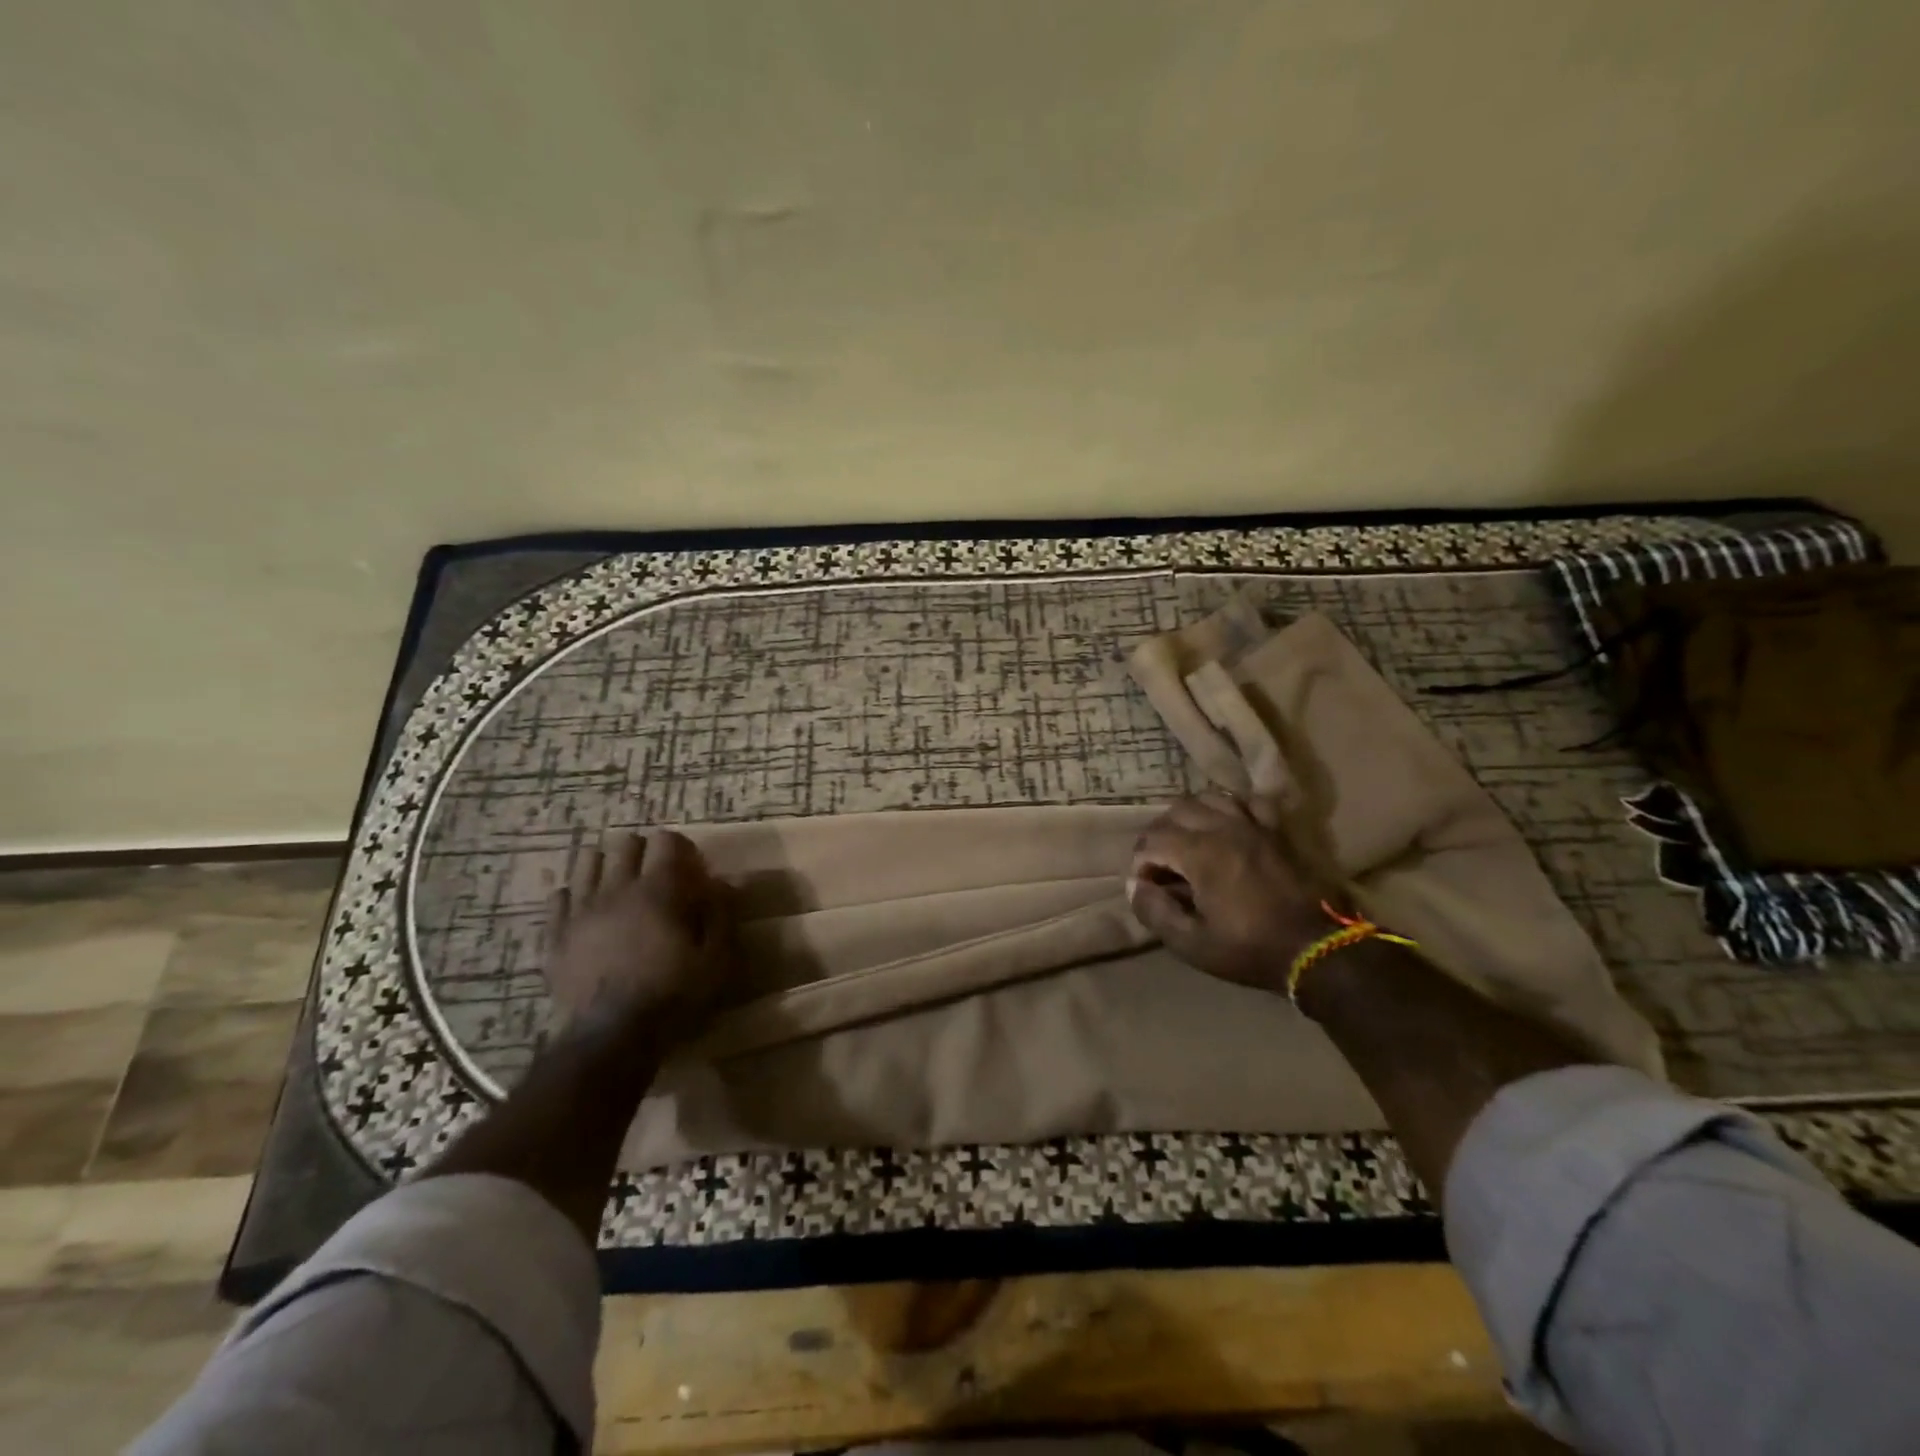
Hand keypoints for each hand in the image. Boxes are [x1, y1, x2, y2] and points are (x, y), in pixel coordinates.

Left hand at [543, 831, 737, 1046]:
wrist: (609, 1040)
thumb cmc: (672, 998)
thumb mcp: (716, 960)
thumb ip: (722, 915)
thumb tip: (723, 882)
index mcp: (659, 890)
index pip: (666, 840)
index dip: (681, 848)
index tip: (691, 869)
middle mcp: (616, 889)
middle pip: (625, 843)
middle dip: (644, 851)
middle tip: (657, 875)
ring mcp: (580, 910)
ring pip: (587, 861)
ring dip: (607, 865)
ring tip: (619, 886)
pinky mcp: (555, 935)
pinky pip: (558, 897)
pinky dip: (574, 895)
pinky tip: (587, 910)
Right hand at [1126, 793, 1336, 990]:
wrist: (1317, 950)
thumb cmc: (1250, 949)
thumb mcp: (1192, 944)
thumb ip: (1156, 912)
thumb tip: (1136, 887)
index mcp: (1200, 853)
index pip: (1152, 840)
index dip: (1140, 863)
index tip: (1147, 887)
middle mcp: (1224, 828)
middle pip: (1177, 811)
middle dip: (1160, 835)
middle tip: (1161, 864)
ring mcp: (1254, 824)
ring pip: (1210, 798)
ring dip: (1191, 816)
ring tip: (1189, 842)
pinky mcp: (1276, 830)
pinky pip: (1250, 801)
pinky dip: (1233, 808)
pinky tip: (1229, 826)